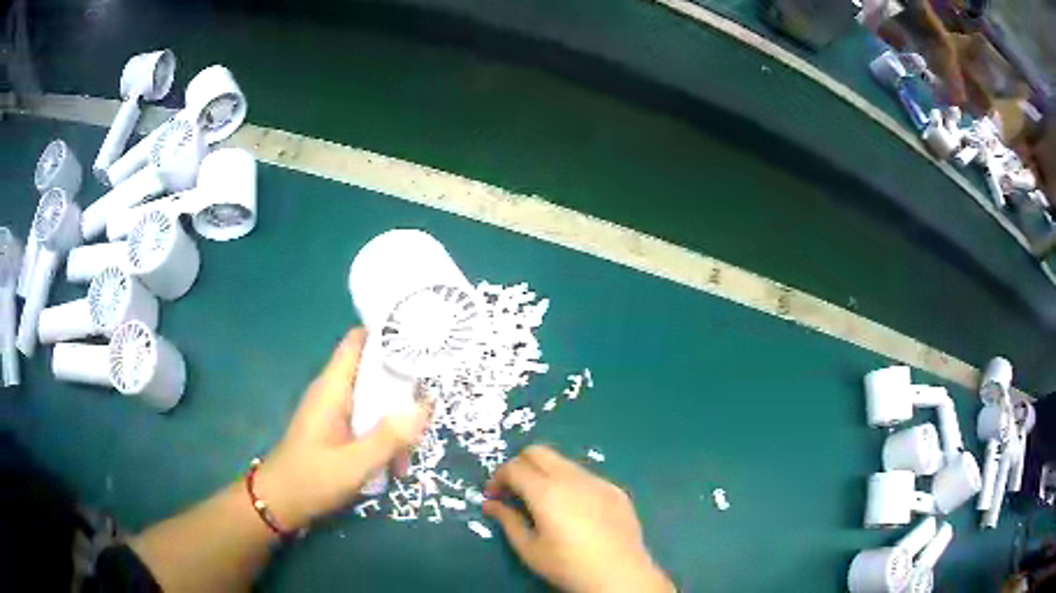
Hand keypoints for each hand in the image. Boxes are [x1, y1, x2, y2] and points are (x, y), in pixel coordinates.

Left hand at [255, 328, 428, 530]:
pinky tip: (394, 466)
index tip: (422, 340)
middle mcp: (334, 392)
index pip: (358, 341)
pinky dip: (384, 437)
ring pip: (375, 400)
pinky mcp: (337, 429)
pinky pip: (368, 420)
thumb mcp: (354, 464)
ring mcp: (335, 411)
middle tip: (430, 411)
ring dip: (396, 422)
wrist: (280, 503)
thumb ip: (389, 437)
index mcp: (333, 388)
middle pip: (374, 372)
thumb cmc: (311, 479)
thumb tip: (427, 405)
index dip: (387, 333)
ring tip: (408, 456)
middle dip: (403, 389)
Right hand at [483, 445, 672, 592]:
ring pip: (563, 461)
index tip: (494, 497)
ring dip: (546, 473)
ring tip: (544, 502)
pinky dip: (570, 483)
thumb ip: (507, 520)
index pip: (513, 467)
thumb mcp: (529, 548)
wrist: (620, 575)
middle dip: (520, 466)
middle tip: (515, 492)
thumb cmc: (568, 566)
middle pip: (538, 452)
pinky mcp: (615, 490)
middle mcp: (572, 478)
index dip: (498, 478)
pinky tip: (575, 511)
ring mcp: (598, 481)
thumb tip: (491, 504)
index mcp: (546, 491)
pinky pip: (586, 476)